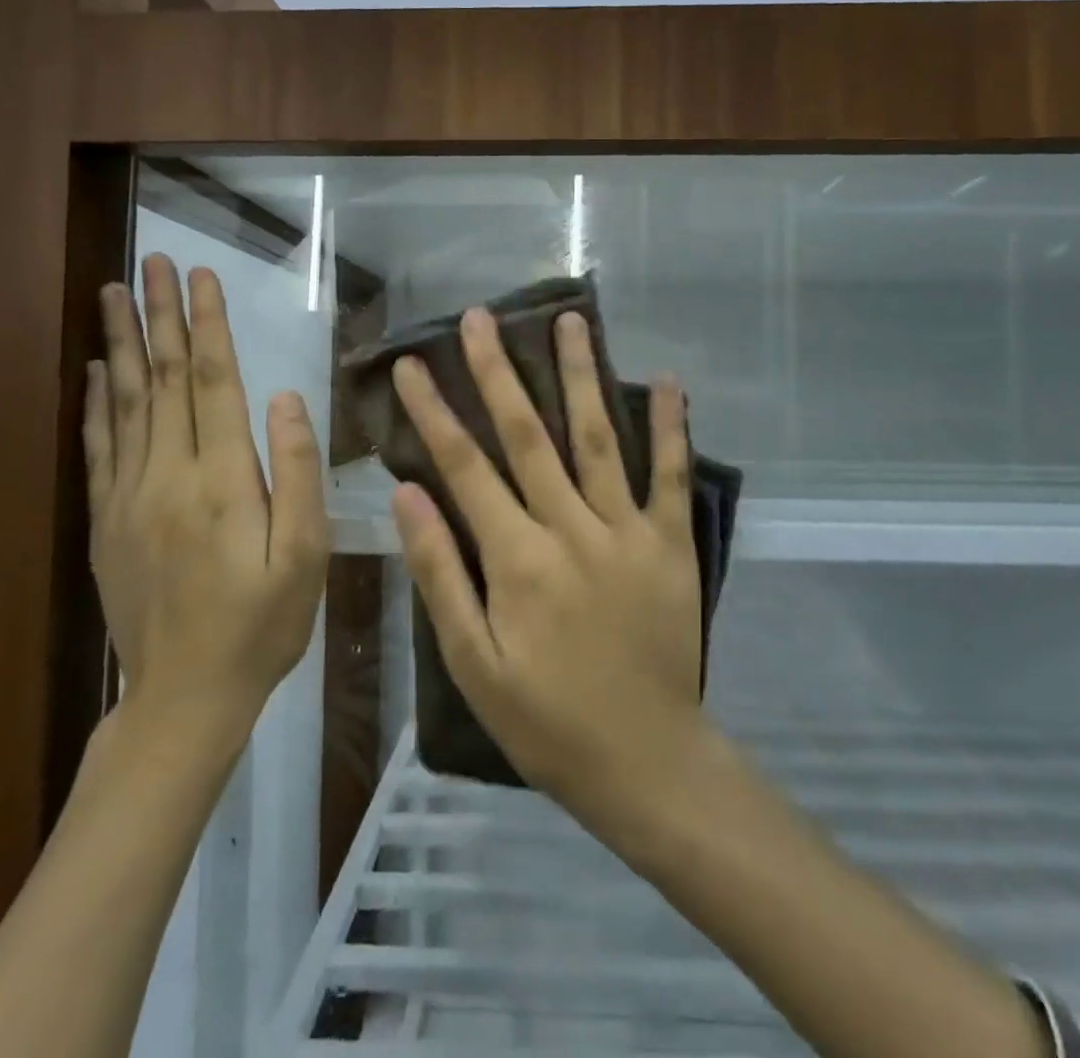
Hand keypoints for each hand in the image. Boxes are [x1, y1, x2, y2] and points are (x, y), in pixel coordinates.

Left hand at [84, 254, 330, 725]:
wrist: (184, 696)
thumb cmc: (262, 624)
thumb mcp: (306, 554)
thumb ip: (297, 473)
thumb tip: (286, 398)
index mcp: (222, 479)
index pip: (214, 382)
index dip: (208, 325)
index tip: (201, 276)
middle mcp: (168, 474)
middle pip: (164, 379)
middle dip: (160, 315)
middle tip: (151, 261)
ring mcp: (129, 496)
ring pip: (125, 402)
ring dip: (121, 342)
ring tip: (114, 293)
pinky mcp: (107, 520)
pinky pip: (99, 447)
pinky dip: (97, 402)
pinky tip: (97, 370)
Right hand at [390, 306, 708, 823]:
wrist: (645, 760)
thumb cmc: (546, 720)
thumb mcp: (472, 663)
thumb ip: (440, 573)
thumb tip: (407, 494)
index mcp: (517, 559)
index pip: (465, 467)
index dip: (434, 412)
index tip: (412, 365)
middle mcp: (572, 528)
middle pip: (528, 435)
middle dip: (497, 372)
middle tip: (480, 318)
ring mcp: (628, 530)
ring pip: (598, 437)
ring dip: (581, 375)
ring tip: (568, 319)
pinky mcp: (672, 542)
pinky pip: (672, 474)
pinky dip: (671, 425)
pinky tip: (667, 379)